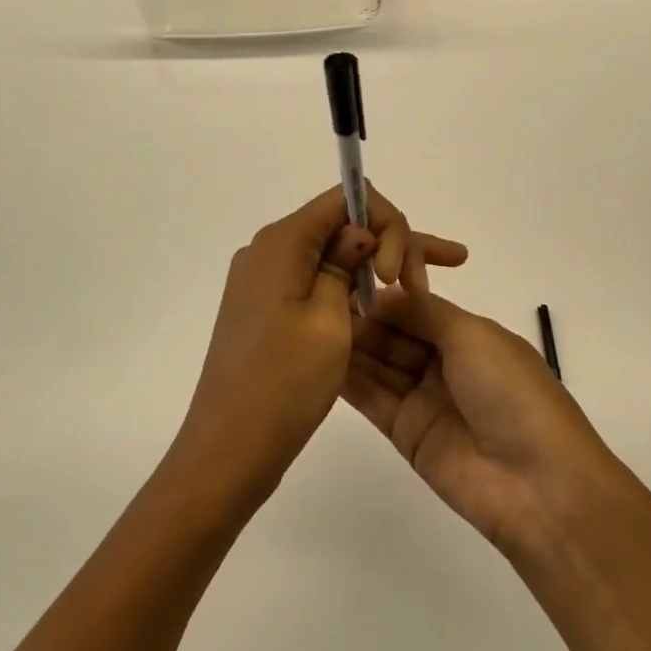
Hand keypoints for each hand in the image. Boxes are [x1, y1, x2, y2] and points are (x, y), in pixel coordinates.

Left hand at [175, 187, 467, 503]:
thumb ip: (346, 263)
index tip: (398, 274)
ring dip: (373, 268)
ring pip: (332, 255)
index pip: (344, 198)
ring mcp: (264, 282)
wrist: (227, 451)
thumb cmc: (283, 384)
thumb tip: (359, 232)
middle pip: (340, 224)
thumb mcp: (329, 320)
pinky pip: (316, 282)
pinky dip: (350, 289)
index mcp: (281, 242)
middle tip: (423, 289)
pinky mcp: (267, 309)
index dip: (385, 222)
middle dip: (388, 244)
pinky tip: (380, 309)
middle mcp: (268, 251)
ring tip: (418, 294)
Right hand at [341, 291, 620, 554]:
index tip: (345, 280)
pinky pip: (374, 400)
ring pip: (381, 366)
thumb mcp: (472, 335)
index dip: (384, 297)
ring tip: (308, 324)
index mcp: (470, 335)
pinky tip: (318, 360)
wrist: (536, 483)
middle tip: (317, 301)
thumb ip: (423, 311)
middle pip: (396, 335)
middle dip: (363, 319)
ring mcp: (425, 400)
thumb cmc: (510, 391)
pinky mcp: (407, 435)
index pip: (417, 308)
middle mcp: (446, 364)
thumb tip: (383, 294)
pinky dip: (349, 381)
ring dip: (352, 347)